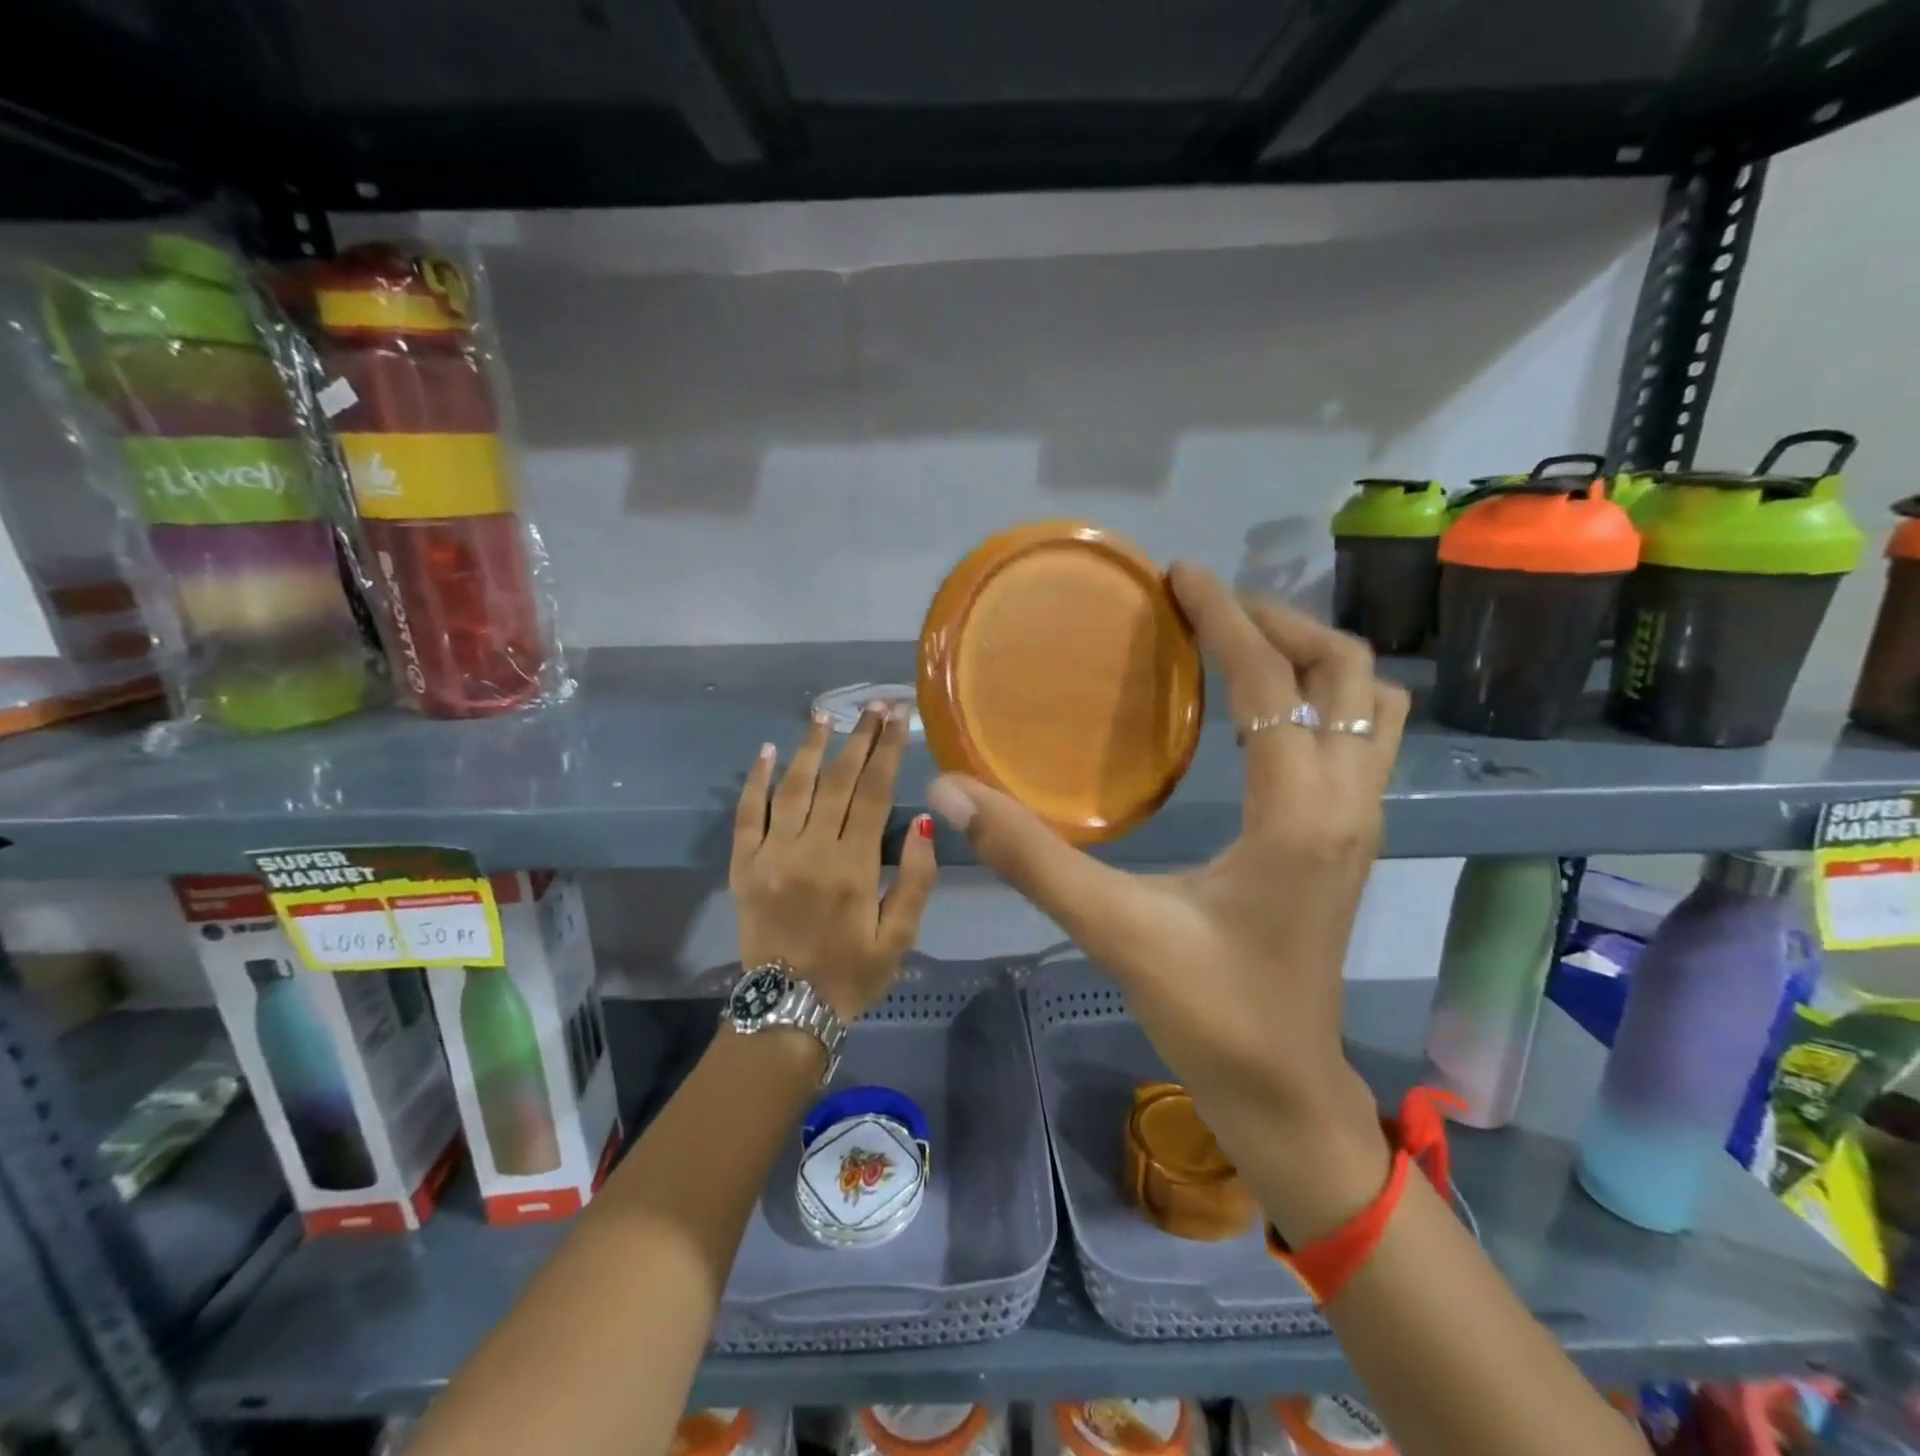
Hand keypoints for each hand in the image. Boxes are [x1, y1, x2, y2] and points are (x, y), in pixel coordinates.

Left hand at [732, 704, 936, 1020]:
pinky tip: (767, 752)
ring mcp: (771, 855)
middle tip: (873, 705)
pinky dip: (756, 781)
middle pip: (838, 781)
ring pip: (793, 788)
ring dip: (810, 748)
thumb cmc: (852, 974)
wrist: (786, 1010)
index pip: (875, 793)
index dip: (888, 750)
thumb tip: (923, 823)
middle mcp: (810, 851)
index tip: (898, 717)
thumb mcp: (899, 937)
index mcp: (853, 867)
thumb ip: (914, 880)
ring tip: (825, 715)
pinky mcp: (744, 866)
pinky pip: (746, 815)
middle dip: (859, 738)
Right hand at [924, 562, 1407, 1240]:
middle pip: (1350, 671)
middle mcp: (1347, 804)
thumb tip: (951, 791)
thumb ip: (1031, 858)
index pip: (1274, 682)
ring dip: (1313, 659)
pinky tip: (1258, 717)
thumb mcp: (1113, 931)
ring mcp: (1361, 823)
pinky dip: (1321, 699)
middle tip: (1207, 611)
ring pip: (1373, 703)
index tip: (1179, 576)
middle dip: (1280, 623)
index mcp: (1298, 815)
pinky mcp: (1351, 840)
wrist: (1284, 1092)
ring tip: (1240, 649)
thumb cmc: (1209, 1014)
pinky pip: (1361, 737)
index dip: (1226, 618)